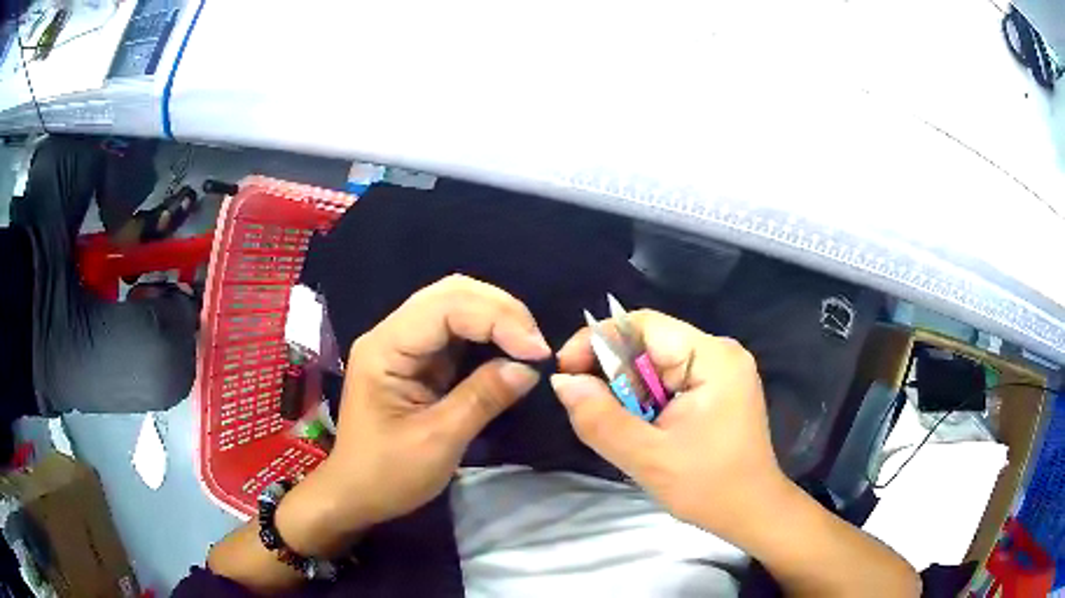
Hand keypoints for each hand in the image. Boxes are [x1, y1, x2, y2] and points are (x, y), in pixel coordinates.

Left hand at [322, 275, 549, 529]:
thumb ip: (483, 398)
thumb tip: (529, 368)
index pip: (445, 307)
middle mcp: (391, 334)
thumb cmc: (388, 475)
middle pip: (450, 294)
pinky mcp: (415, 360)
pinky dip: (487, 335)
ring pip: (455, 306)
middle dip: (500, 311)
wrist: (355, 495)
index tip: (537, 352)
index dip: (497, 319)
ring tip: (528, 346)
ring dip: (496, 319)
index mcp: (385, 348)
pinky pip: (455, 332)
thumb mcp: (438, 441)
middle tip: (537, 345)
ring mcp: (402, 344)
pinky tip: (507, 350)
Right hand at [550, 310, 786, 539]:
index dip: (598, 340)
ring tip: (619, 425)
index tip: (567, 374)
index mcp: (712, 358)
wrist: (751, 511)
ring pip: (655, 363)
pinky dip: (645, 400)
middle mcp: (719, 352)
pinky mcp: (717, 387)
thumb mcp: (647, 458)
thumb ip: (600, 419)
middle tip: (587, 408)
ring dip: (628, 391)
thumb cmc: (708, 487)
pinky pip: (668, 379)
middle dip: (612, 373)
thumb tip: (563, 382)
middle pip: (649, 342)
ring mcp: (721, 369)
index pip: (643, 324)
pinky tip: (642, 427)